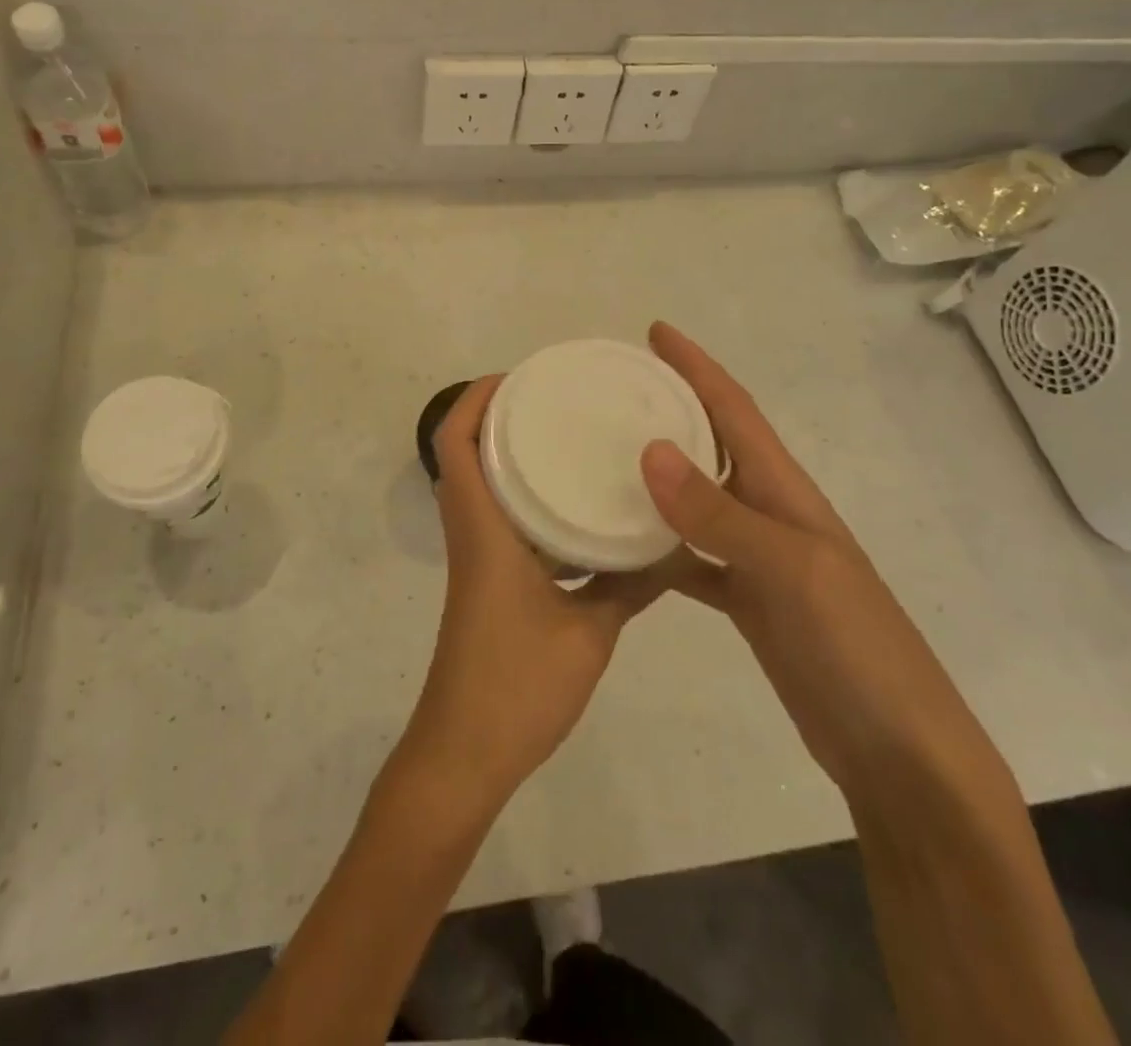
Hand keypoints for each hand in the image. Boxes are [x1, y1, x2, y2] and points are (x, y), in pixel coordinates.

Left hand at [403, 375, 671, 811]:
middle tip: (556, 400)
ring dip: (511, 457)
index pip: (456, 443)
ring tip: (568, 441)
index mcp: (483, 529)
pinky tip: (573, 512)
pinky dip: (525, 501)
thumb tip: (674, 543)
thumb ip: (629, 584)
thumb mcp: (589, 633)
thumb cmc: (517, 685)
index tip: (519, 377)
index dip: (475, 400)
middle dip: (500, 418)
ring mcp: (475, 560)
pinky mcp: (485, 584)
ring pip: (481, 488)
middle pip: (466, 455)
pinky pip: (498, 522)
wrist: (464, 753)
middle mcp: (471, 534)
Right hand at [641, 323, 1000, 800]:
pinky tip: (620, 547)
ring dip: (656, 476)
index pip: (734, 409)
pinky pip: (689, 559)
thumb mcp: (790, 571)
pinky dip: (657, 547)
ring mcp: (757, 559)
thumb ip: (720, 515)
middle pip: (712, 446)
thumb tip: (651, 451)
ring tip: (602, 456)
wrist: (898, 751)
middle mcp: (769, 513)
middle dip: (670, 410)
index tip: (654, 333)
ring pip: (695, 501)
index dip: (697, 367)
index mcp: (786, 491)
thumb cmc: (856, 647)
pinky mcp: (745, 602)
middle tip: (613, 391)